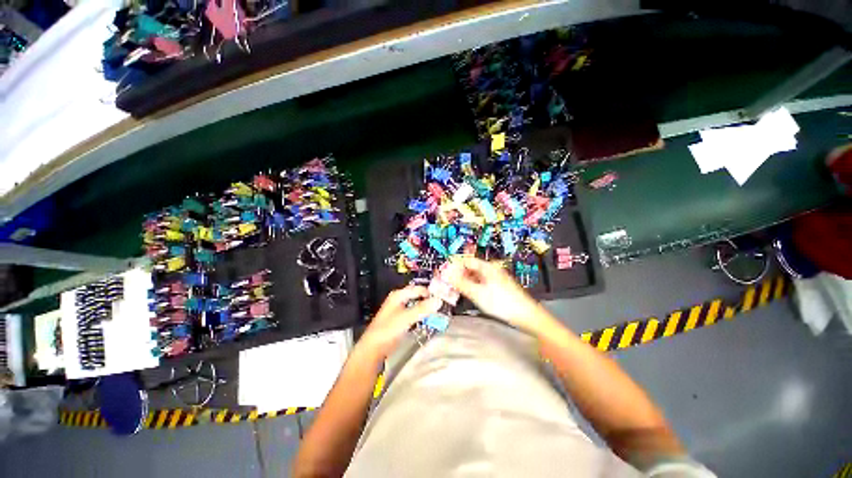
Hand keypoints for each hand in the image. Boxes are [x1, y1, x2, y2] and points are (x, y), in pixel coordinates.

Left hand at [360, 286, 441, 358]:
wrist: (373, 347)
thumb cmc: (388, 329)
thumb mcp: (406, 318)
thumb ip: (423, 309)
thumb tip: (439, 300)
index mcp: (398, 295)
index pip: (418, 289)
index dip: (429, 292)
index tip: (442, 298)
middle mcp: (399, 299)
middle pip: (417, 296)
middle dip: (429, 300)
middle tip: (441, 305)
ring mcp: (399, 310)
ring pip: (416, 305)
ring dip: (426, 308)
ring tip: (438, 313)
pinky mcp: (400, 320)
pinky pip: (414, 314)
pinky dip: (421, 316)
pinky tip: (428, 320)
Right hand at [442, 256, 552, 334]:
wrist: (526, 315)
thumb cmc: (502, 302)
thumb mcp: (477, 293)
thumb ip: (461, 283)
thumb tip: (447, 274)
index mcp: (487, 267)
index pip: (467, 261)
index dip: (455, 266)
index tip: (445, 274)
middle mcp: (491, 270)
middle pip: (471, 268)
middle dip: (459, 274)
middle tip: (448, 283)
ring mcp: (496, 278)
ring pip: (476, 276)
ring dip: (465, 281)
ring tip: (456, 289)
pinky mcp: (499, 287)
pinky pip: (482, 283)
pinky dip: (473, 286)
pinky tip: (469, 294)